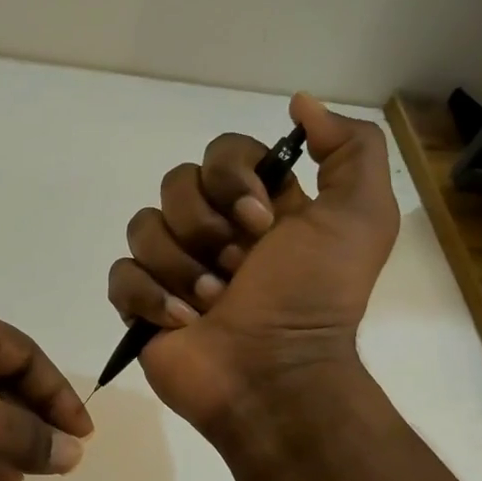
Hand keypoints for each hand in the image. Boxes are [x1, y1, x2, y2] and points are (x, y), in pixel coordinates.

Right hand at [106, 92, 398, 435]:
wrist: (276, 377)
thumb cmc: (314, 298)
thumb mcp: (360, 217)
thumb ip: (350, 149)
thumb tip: (300, 103)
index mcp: (258, 204)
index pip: (222, 151)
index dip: (232, 178)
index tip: (260, 220)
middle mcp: (214, 229)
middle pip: (176, 184)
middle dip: (206, 228)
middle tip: (238, 269)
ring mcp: (173, 266)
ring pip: (143, 227)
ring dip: (182, 267)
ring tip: (212, 303)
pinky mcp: (141, 304)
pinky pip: (121, 275)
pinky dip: (150, 297)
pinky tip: (182, 322)